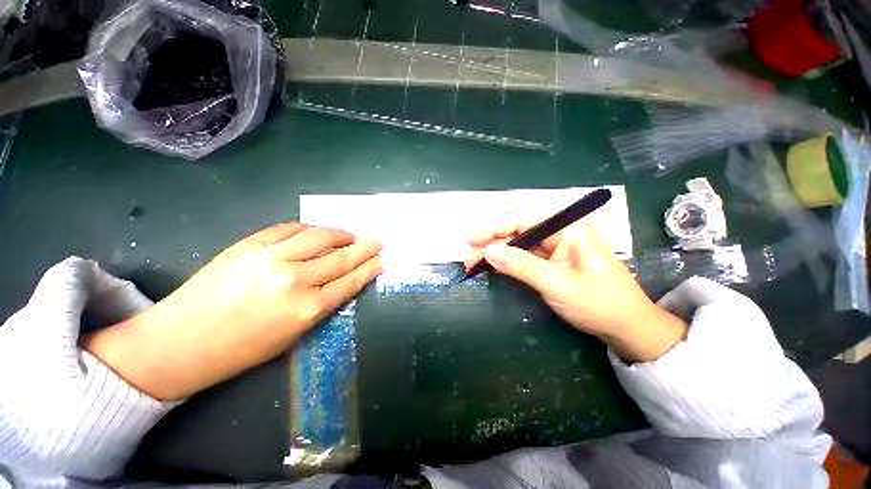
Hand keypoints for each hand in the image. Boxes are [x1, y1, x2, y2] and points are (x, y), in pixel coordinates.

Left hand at [83, 223, 383, 400]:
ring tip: (351, 234)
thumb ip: (322, 304)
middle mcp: (295, 281)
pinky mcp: (249, 245)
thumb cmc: (242, 349)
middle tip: (379, 240)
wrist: (180, 343)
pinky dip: (309, 228)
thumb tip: (343, 281)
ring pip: (319, 237)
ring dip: (340, 233)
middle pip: (341, 257)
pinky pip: (289, 229)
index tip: (383, 258)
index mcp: (307, 310)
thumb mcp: (293, 335)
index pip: (351, 281)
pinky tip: (318, 231)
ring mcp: (270, 258)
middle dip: (365, 247)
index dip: (370, 267)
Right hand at [465, 210, 686, 362]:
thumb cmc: (600, 303)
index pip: (525, 218)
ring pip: (517, 241)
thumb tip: (488, 252)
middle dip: (492, 241)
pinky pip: (522, 254)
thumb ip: (521, 265)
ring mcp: (554, 244)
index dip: (495, 227)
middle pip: (517, 228)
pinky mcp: (549, 258)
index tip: (472, 238)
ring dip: (495, 251)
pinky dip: (505, 260)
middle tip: (469, 255)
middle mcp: (560, 229)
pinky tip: (490, 264)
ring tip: (473, 262)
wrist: (625, 327)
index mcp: (570, 226)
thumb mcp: (558, 284)